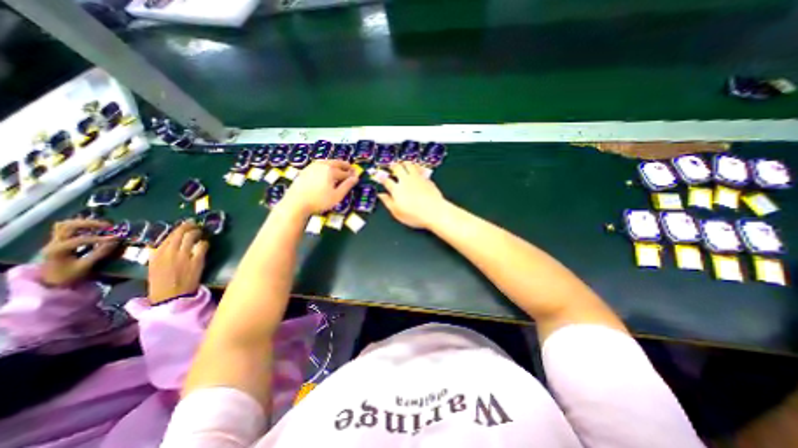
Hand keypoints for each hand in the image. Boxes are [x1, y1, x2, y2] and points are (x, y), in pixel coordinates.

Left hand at [42, 219, 119, 285]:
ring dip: (85, 222)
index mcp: (57, 250)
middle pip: (69, 225)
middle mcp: (53, 243)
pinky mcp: (58, 241)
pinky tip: (93, 229)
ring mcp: (53, 241)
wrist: (49, 281)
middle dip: (90, 224)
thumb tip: (115, 241)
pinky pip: (66, 228)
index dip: (100, 238)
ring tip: (102, 226)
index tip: (116, 238)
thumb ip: (99, 253)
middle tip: (109, 226)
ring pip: (65, 224)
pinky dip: (80, 226)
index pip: (81, 239)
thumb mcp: (85, 266)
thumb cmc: (68, 276)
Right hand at [146, 221, 206, 303]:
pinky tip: (204, 244)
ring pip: (192, 236)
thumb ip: (158, 253)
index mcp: (156, 253)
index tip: (184, 225)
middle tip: (195, 224)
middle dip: (189, 226)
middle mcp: (169, 252)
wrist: (171, 296)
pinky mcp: (197, 260)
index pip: (169, 235)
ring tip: (201, 232)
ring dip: (198, 232)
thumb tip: (160, 243)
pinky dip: (204, 243)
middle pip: (181, 233)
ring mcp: (184, 255)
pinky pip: (203, 246)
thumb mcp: (154, 266)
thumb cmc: (161, 282)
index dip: (179, 228)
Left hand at [279, 161, 356, 216]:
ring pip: (328, 162)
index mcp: (331, 170)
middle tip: (351, 168)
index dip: (352, 175)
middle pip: (337, 163)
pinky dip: (327, 166)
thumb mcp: (337, 196)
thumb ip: (347, 186)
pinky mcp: (306, 169)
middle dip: (345, 166)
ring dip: (336, 164)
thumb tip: (356, 178)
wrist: (296, 203)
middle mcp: (323, 165)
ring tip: (340, 168)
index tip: (357, 176)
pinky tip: (327, 171)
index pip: (345, 172)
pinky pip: (320, 164)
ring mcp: (313, 166)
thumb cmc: (319, 201)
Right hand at [377, 161, 446, 228]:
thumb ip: (388, 202)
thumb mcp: (397, 212)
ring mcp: (417, 178)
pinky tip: (416, 167)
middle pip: (397, 168)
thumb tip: (381, 195)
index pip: (386, 180)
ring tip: (402, 163)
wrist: (434, 212)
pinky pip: (419, 168)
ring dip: (404, 163)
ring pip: (409, 165)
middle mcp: (406, 181)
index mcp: (396, 189)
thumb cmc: (415, 215)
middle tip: (391, 165)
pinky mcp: (426, 179)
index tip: (379, 175)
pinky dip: (416, 166)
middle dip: (393, 166)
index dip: (381, 177)